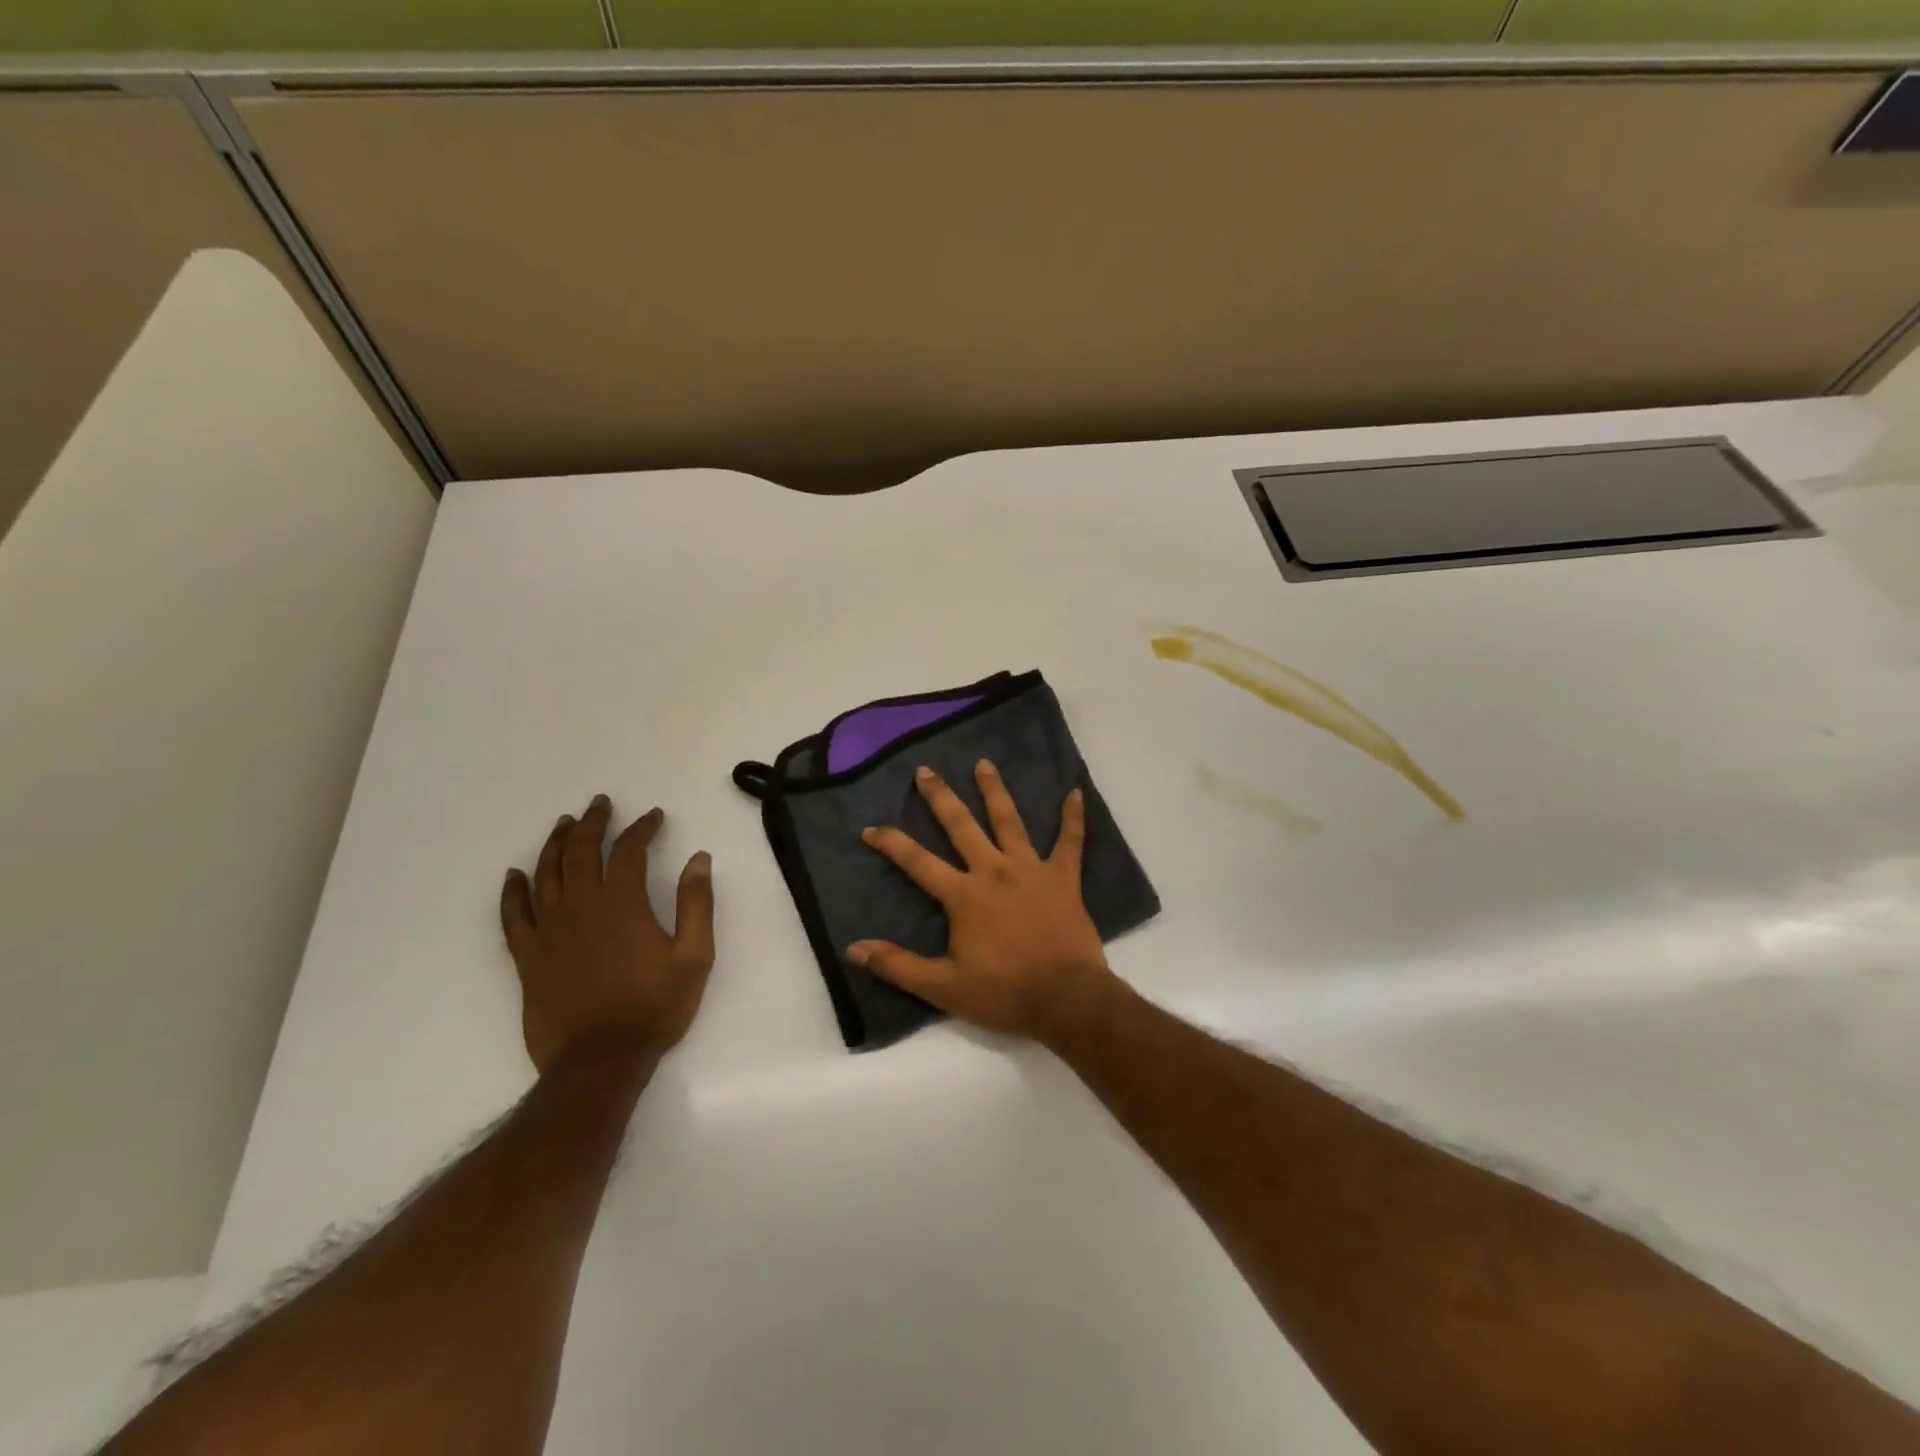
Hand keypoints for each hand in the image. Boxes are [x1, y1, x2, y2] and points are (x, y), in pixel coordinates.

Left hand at [501, 796, 715, 1072]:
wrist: (600, 1060)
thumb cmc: (654, 1006)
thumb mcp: (695, 955)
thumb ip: (697, 904)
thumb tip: (699, 859)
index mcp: (622, 903)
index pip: (629, 850)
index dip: (642, 828)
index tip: (653, 816)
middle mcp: (581, 906)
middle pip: (580, 851)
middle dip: (592, 822)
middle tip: (600, 804)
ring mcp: (549, 929)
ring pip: (546, 873)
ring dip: (555, 843)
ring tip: (564, 824)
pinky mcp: (527, 955)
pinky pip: (513, 914)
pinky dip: (512, 891)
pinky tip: (514, 875)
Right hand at [850, 762, 1119, 1046]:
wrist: (1066, 999)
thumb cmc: (1004, 993)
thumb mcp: (943, 988)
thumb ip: (898, 965)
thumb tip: (853, 948)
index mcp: (964, 895)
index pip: (918, 862)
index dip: (892, 843)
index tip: (871, 828)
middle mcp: (994, 871)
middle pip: (962, 826)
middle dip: (940, 797)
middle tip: (925, 770)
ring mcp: (1031, 870)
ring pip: (1009, 821)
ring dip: (995, 791)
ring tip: (984, 764)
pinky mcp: (1063, 878)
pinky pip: (1070, 842)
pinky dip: (1073, 818)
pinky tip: (1075, 793)